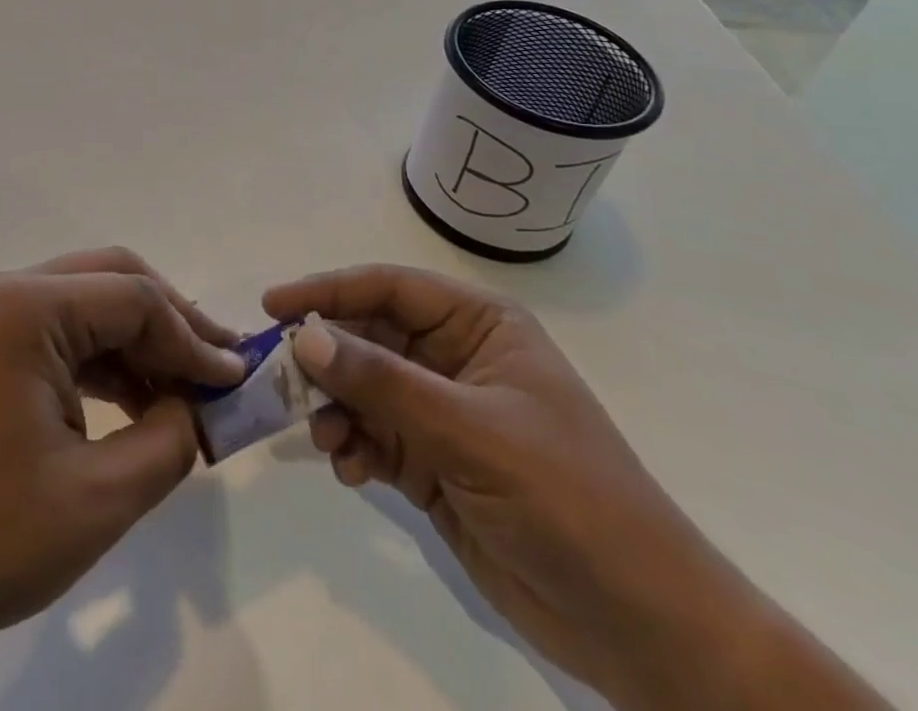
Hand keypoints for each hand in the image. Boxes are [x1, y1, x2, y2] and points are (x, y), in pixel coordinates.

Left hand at [0, 249, 242, 710]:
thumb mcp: (98, 498)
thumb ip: (168, 441)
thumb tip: (195, 406)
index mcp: (29, 307)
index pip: (136, 298)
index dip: (194, 338)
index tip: (238, 383)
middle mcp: (8, 292)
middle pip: (112, 281)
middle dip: (171, 322)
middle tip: (220, 369)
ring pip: (88, 304)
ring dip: (139, 341)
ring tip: (188, 391)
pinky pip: (60, 333)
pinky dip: (104, 360)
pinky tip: (136, 400)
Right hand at [265, 266, 888, 710]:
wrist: (643, 629)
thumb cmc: (568, 499)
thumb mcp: (470, 431)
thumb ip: (382, 382)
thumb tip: (303, 338)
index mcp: (478, 327)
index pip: (388, 287)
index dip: (328, 290)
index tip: (274, 305)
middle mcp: (454, 360)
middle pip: (368, 337)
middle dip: (325, 357)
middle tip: (279, 378)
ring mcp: (443, 414)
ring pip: (363, 388)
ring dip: (334, 408)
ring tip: (323, 438)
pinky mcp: (433, 464)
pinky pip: (372, 437)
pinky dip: (351, 447)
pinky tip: (348, 470)